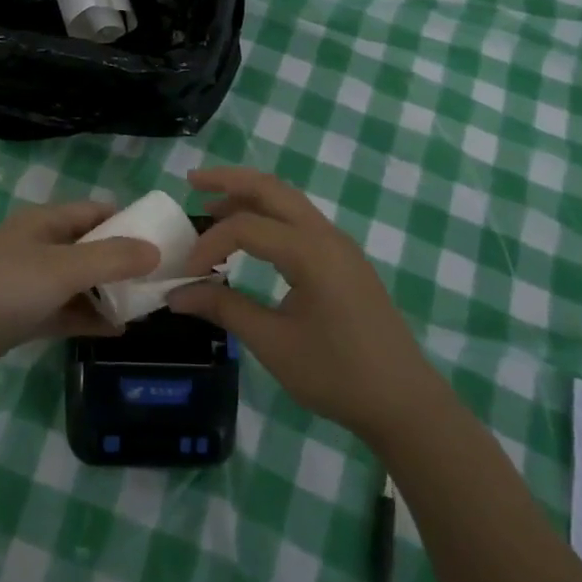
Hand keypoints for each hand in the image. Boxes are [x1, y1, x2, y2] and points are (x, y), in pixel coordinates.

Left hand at [0, 201, 159, 384]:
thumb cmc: (4, 288)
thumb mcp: (64, 268)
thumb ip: (112, 258)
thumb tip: (156, 251)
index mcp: (45, 222)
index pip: (95, 211)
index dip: (128, 221)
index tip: (162, 239)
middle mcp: (38, 246)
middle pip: (90, 247)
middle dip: (123, 261)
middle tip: (159, 278)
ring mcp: (28, 282)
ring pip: (79, 282)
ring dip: (108, 292)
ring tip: (145, 306)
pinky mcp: (21, 315)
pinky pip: (65, 311)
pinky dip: (88, 317)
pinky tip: (117, 331)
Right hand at [168, 168, 439, 442]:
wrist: (404, 402)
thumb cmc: (337, 374)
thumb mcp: (274, 344)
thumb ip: (225, 309)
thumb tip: (177, 295)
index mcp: (310, 252)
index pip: (246, 227)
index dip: (209, 244)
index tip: (187, 274)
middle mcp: (326, 235)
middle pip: (272, 188)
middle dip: (229, 179)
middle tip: (192, 181)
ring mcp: (340, 244)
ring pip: (289, 200)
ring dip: (250, 195)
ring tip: (213, 204)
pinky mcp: (345, 259)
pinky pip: (301, 220)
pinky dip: (270, 215)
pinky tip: (252, 235)